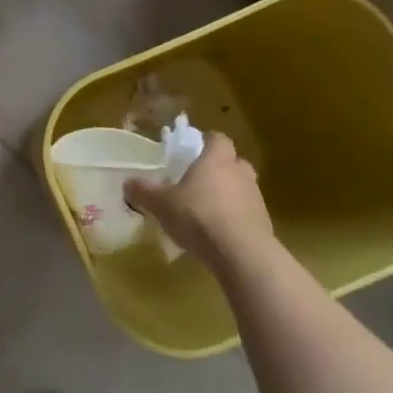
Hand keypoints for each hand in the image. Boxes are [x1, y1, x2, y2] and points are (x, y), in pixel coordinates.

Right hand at [125, 133, 275, 269]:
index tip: (194, 150)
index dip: (207, 142)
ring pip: (242, 187)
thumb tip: (127, 182)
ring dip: (229, 194)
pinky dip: (236, 217)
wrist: (242, 253)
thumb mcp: (161, 204)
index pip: (217, 138)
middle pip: (234, 162)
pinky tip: (219, 232)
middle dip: (220, 168)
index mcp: (216, 159)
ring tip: (208, 209)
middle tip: (200, 179)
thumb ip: (144, 192)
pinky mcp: (264, 223)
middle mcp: (239, 172)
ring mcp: (256, 198)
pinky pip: (247, 212)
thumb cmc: (199, 216)